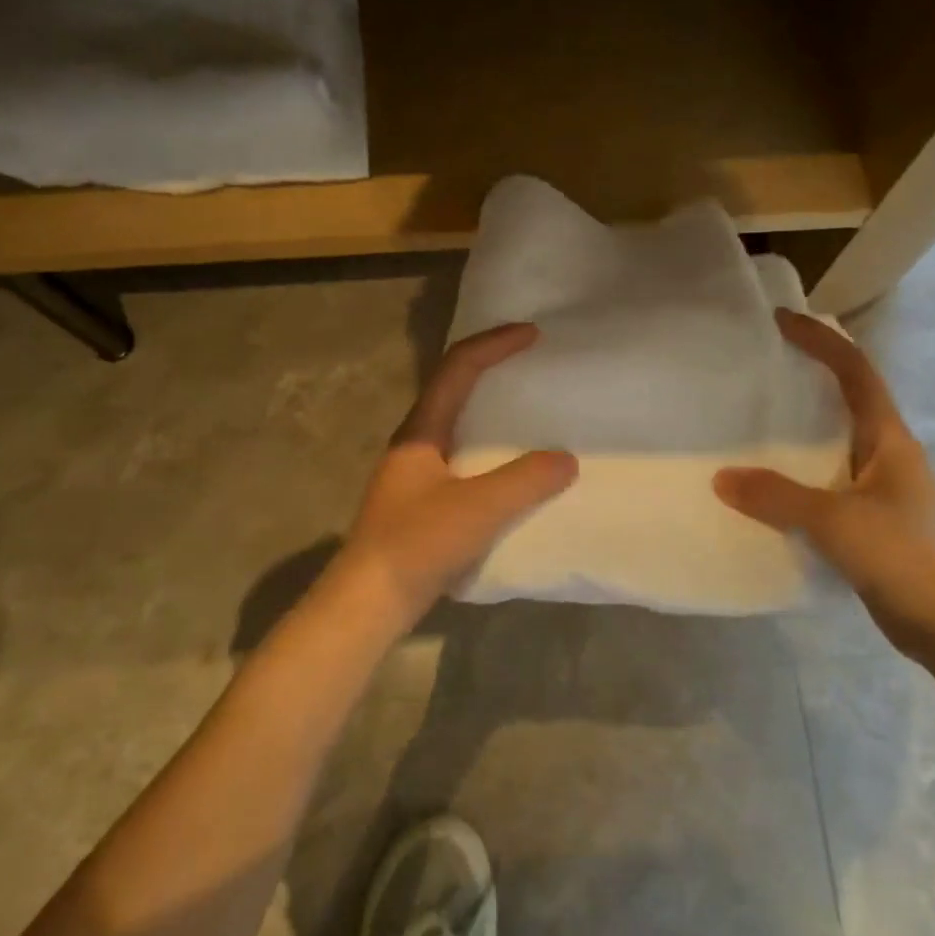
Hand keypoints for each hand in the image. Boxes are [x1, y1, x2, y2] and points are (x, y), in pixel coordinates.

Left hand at [338, 323, 576, 629]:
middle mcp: (416, 443)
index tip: (532, 333)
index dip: (494, 344)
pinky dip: (491, 451)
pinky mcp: (423, 503)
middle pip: (454, 389)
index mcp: (421, 431)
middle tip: (532, 365)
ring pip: (458, 425)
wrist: (368, 602)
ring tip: (530, 412)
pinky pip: (463, 459)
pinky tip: (513, 471)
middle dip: (492, 369)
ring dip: (490, 411)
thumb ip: (525, 481)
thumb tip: (566, 459)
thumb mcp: (478, 508)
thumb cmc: (417, 544)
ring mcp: (416, 474)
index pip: (458, 368)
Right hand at [714, 310, 934, 663]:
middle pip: (846, 401)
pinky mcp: (871, 524)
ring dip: (801, 431)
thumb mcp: (837, 522)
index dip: (821, 340)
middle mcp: (887, 456)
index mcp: (889, 439)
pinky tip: (768, 491)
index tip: (781, 321)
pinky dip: (797, 478)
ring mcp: (881, 491)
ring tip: (752, 425)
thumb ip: (777, 497)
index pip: (855, 372)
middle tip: (759, 370)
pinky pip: (826, 486)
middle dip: (809, 378)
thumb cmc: (907, 558)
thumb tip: (721, 478)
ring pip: (834, 446)